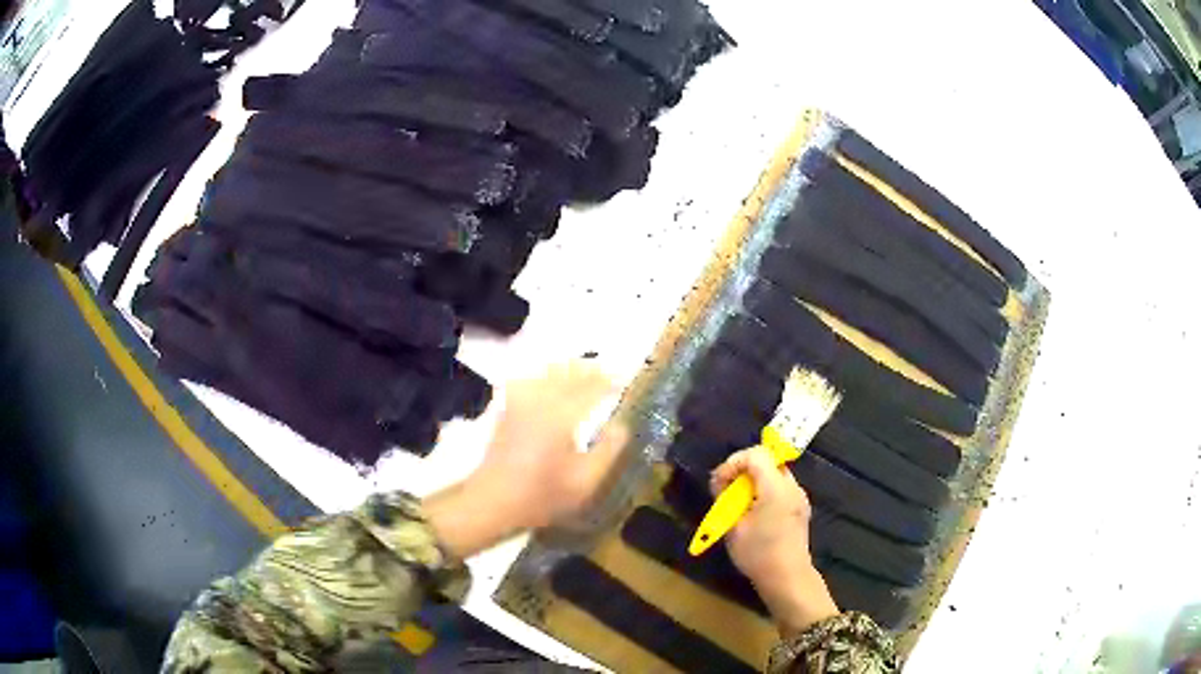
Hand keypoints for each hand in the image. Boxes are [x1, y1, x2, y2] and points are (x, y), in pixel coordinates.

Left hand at [426, 362, 628, 559]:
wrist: (493, 501)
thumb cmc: (542, 495)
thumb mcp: (585, 481)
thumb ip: (608, 451)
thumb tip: (621, 427)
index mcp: (562, 416)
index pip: (591, 388)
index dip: (609, 382)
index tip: (623, 381)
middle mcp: (541, 401)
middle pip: (568, 374)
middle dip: (589, 370)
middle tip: (607, 373)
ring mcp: (520, 403)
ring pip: (546, 373)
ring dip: (567, 369)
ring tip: (582, 373)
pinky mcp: (506, 410)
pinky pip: (528, 382)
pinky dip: (543, 377)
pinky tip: (547, 382)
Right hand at [711, 446, 838, 637]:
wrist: (788, 578)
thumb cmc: (758, 554)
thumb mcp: (732, 527)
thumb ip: (725, 499)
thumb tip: (720, 482)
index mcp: (776, 487)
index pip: (757, 454)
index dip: (735, 462)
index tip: (721, 481)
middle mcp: (792, 486)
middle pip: (768, 461)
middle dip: (744, 470)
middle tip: (727, 489)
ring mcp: (799, 497)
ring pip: (775, 473)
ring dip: (755, 480)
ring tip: (739, 502)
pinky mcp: (800, 509)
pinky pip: (781, 488)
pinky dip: (765, 491)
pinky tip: (754, 513)